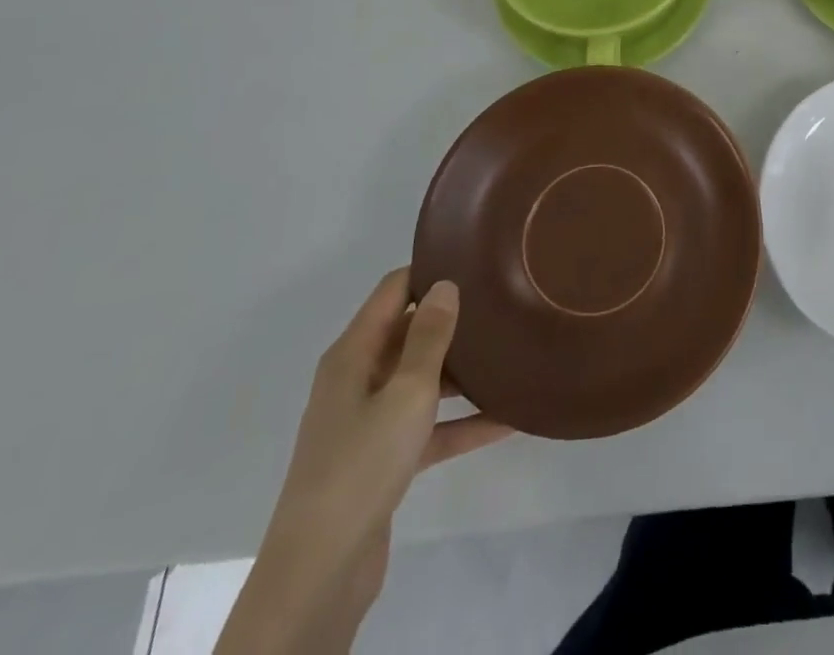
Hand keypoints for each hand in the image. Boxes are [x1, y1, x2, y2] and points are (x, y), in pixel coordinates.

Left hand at [216, 271, 511, 654]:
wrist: (321, 571)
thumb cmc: (362, 463)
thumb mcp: (407, 391)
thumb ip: (429, 336)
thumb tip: (445, 284)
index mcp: (353, 354)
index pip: (393, 291)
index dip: (430, 271)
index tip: (476, 262)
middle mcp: (357, 379)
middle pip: (409, 334)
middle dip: (454, 321)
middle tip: (504, 304)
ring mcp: (368, 421)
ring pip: (423, 381)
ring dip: (463, 373)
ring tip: (513, 355)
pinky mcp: (382, 460)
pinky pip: (429, 427)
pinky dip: (461, 422)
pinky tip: (509, 420)